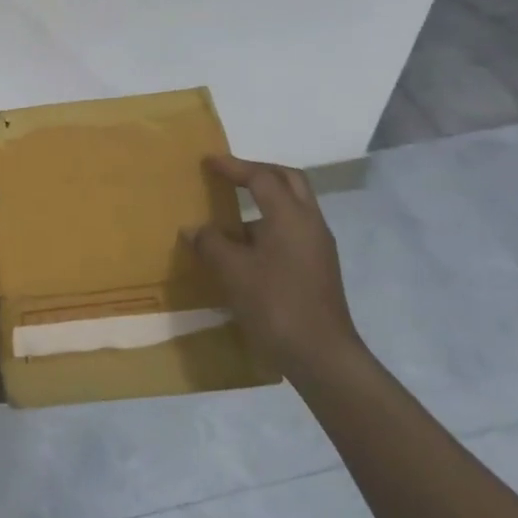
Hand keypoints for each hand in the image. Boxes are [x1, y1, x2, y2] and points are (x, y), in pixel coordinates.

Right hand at [186, 155, 363, 377]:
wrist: (321, 356)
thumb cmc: (275, 305)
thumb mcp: (233, 272)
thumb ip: (211, 244)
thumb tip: (195, 229)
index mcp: (290, 216)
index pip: (261, 177)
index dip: (233, 167)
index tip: (208, 161)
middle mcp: (310, 223)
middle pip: (288, 180)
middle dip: (259, 172)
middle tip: (230, 174)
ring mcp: (318, 246)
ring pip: (293, 206)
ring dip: (265, 200)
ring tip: (232, 212)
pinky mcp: (319, 267)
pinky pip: (293, 229)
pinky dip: (270, 224)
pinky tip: (247, 246)